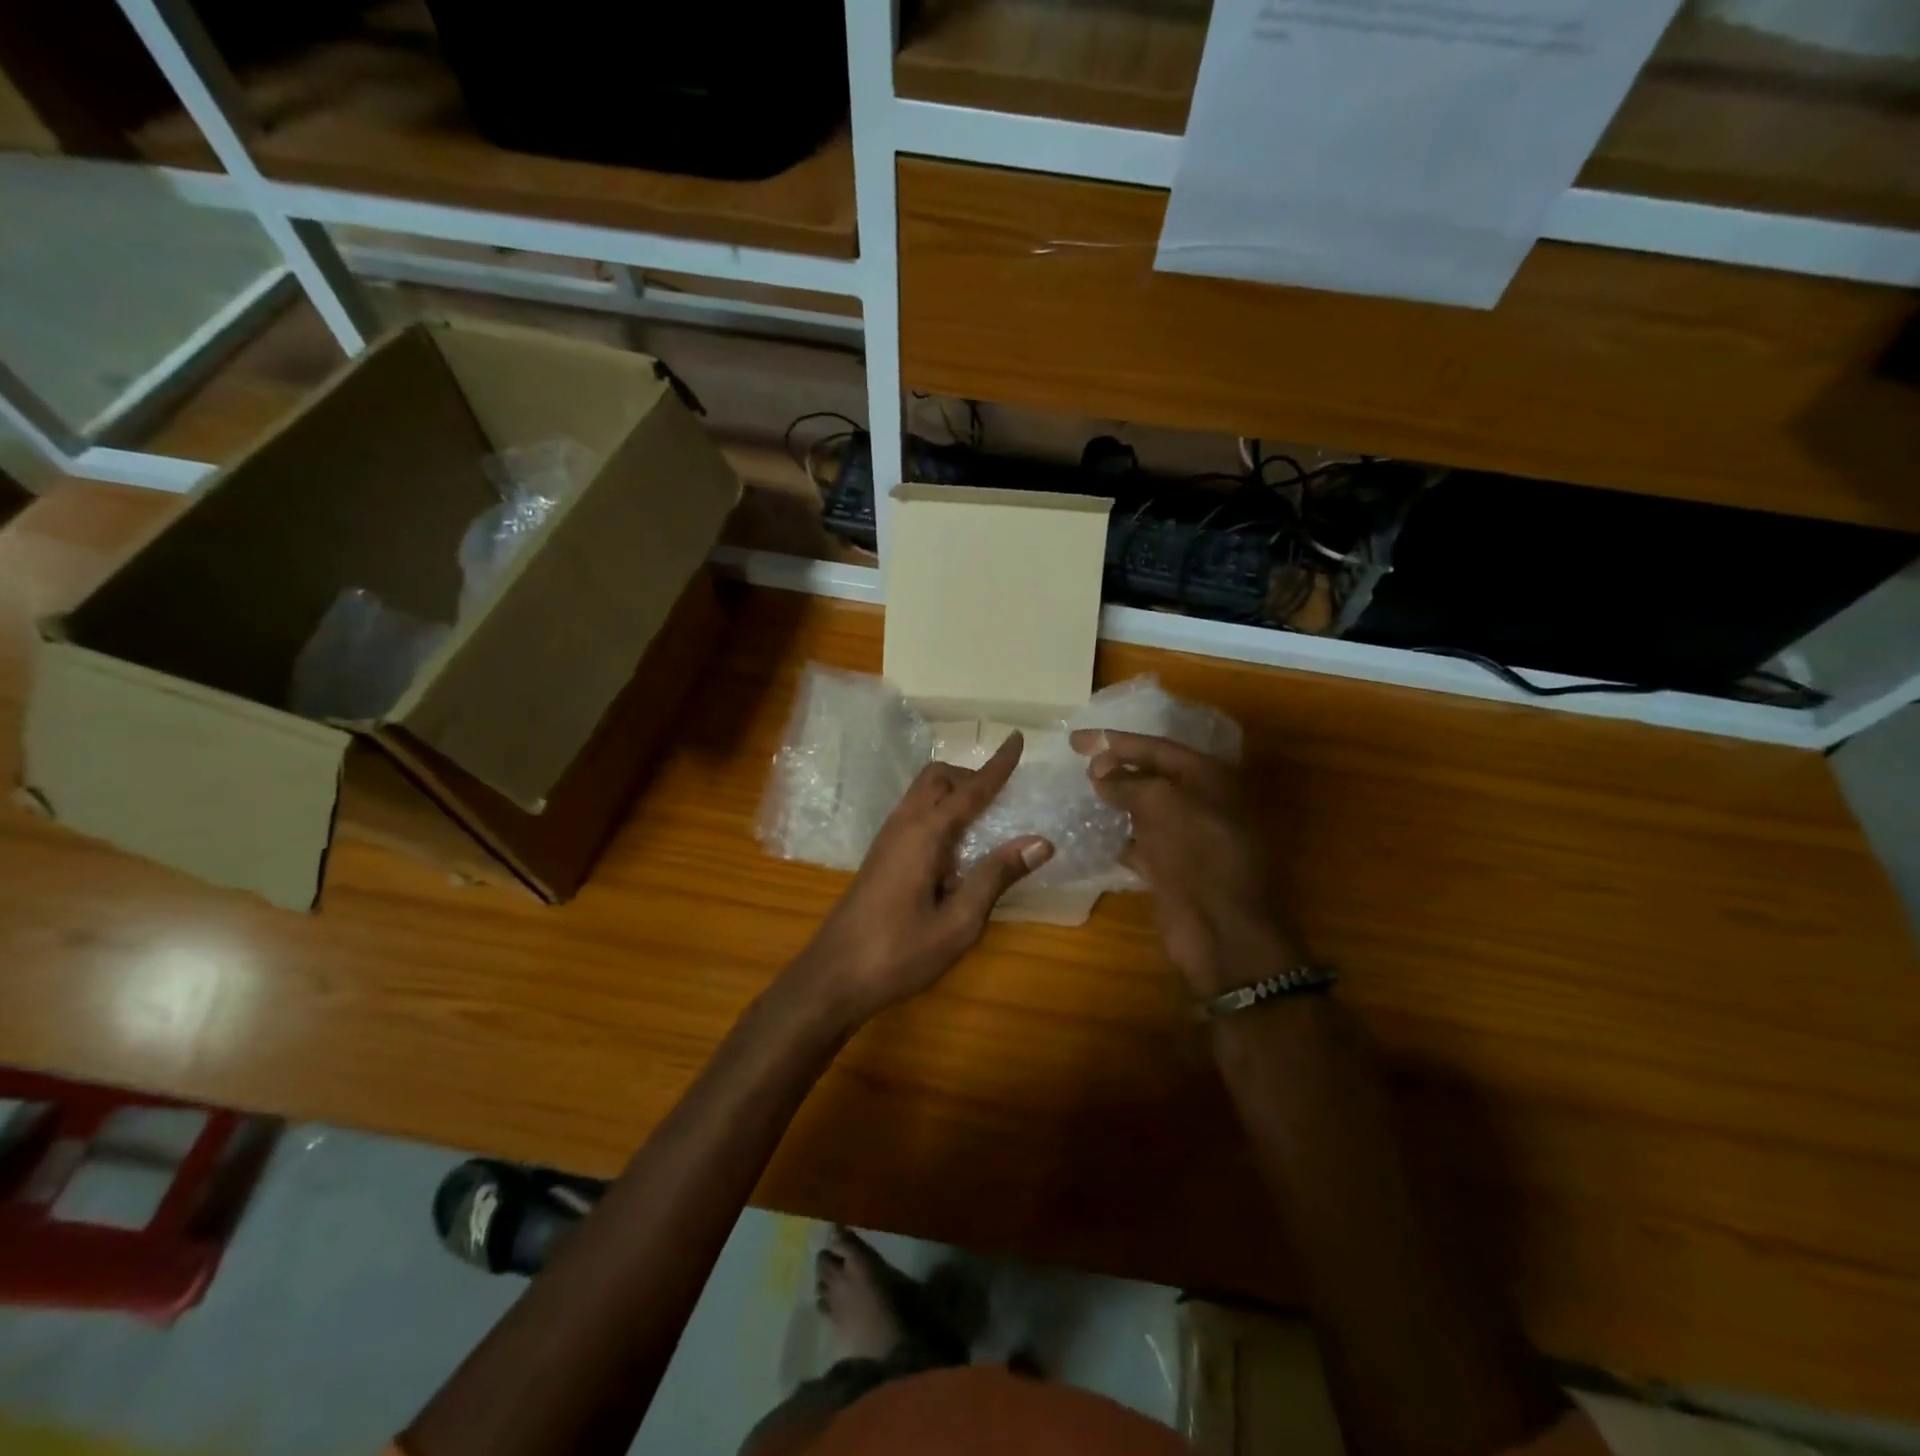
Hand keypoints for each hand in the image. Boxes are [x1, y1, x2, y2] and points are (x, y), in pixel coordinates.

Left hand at [785, 732, 1052, 1027]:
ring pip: (922, 793)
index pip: (970, 789)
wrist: (833, 978)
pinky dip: (940, 811)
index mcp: (924, 834)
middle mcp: (903, 825)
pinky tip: (955, 847)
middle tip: (1004, 796)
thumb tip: (1041, 841)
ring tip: (986, 818)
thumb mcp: (959, 922)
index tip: (1017, 739)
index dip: (997, 766)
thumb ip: (996, 876)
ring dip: (954, 792)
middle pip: (938, 777)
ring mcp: (886, 839)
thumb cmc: (899, 953)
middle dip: (971, 775)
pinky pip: (914, 813)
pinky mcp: (880, 855)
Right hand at [1069, 729, 1300, 997]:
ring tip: (1079, 794)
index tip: (1075, 740)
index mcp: (1209, 778)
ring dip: (1116, 801)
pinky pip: (1142, 842)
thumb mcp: (1162, 805)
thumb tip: (1099, 766)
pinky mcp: (1175, 869)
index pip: (1157, 747)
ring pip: (1147, 809)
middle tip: (1076, 762)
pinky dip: (1120, 837)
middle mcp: (1202, 802)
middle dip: (1116, 768)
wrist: (1223, 933)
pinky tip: (1093, 834)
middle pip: (1153, 776)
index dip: (1115, 741)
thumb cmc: (1197, 857)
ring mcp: (1190, 838)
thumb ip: (1129, 782)